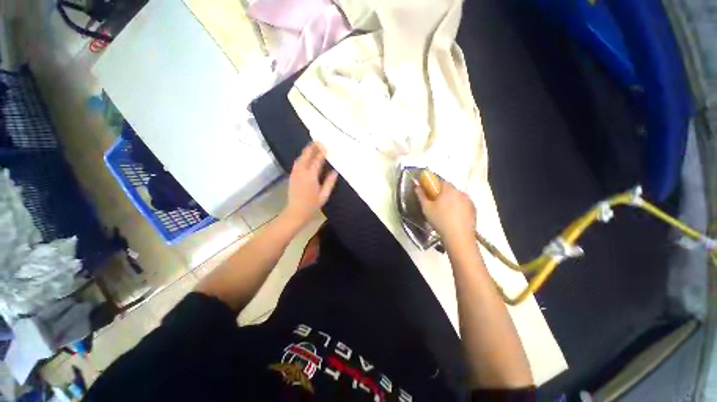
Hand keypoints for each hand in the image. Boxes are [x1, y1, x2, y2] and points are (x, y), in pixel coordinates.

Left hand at [282, 142, 338, 227]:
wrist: (296, 212)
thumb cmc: (312, 205)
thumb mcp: (324, 195)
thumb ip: (329, 183)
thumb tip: (335, 171)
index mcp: (311, 176)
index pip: (316, 161)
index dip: (321, 152)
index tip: (326, 146)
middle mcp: (301, 172)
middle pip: (306, 156)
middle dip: (312, 147)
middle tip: (318, 140)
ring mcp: (295, 173)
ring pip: (300, 158)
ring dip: (306, 151)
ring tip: (312, 146)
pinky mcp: (292, 176)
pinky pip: (297, 163)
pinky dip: (302, 157)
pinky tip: (306, 157)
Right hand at [415, 178, 475, 242]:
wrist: (459, 237)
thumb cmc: (440, 220)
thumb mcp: (426, 208)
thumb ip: (421, 195)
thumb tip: (417, 187)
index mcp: (448, 189)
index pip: (440, 181)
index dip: (433, 185)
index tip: (429, 192)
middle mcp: (460, 192)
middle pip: (449, 189)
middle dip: (442, 194)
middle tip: (435, 204)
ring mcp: (469, 201)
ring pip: (457, 197)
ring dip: (451, 200)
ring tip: (445, 212)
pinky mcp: (474, 210)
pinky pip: (463, 204)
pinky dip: (458, 207)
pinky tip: (453, 217)